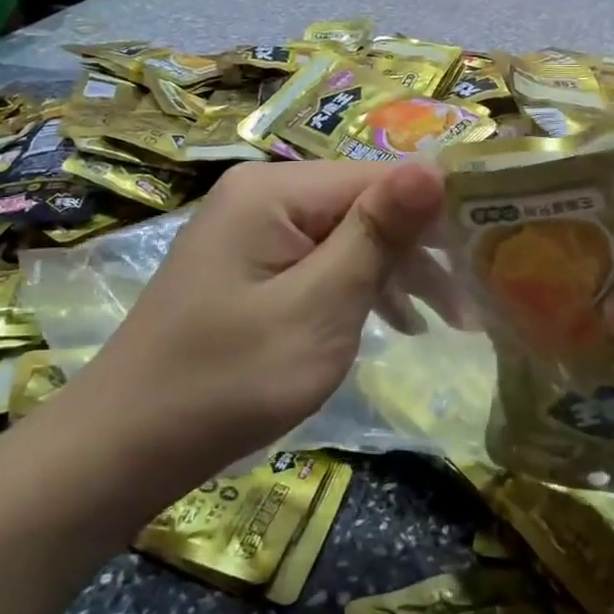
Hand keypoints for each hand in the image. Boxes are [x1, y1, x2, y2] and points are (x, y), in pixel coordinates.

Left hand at [44, 159, 446, 515]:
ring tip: (445, 321)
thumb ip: (377, 234)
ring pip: (347, 235)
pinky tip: (395, 320)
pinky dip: (358, 287)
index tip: (489, 255)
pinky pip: (320, 260)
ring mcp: (253, 229)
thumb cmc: (229, 379)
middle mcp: (264, 193)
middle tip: (470, 304)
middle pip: (364, 204)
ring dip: (395, 273)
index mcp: (276, 189)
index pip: (380, 178)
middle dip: (419, 250)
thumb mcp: (318, 308)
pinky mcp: (251, 265)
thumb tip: (434, 166)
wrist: (125, 447)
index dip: (437, 212)